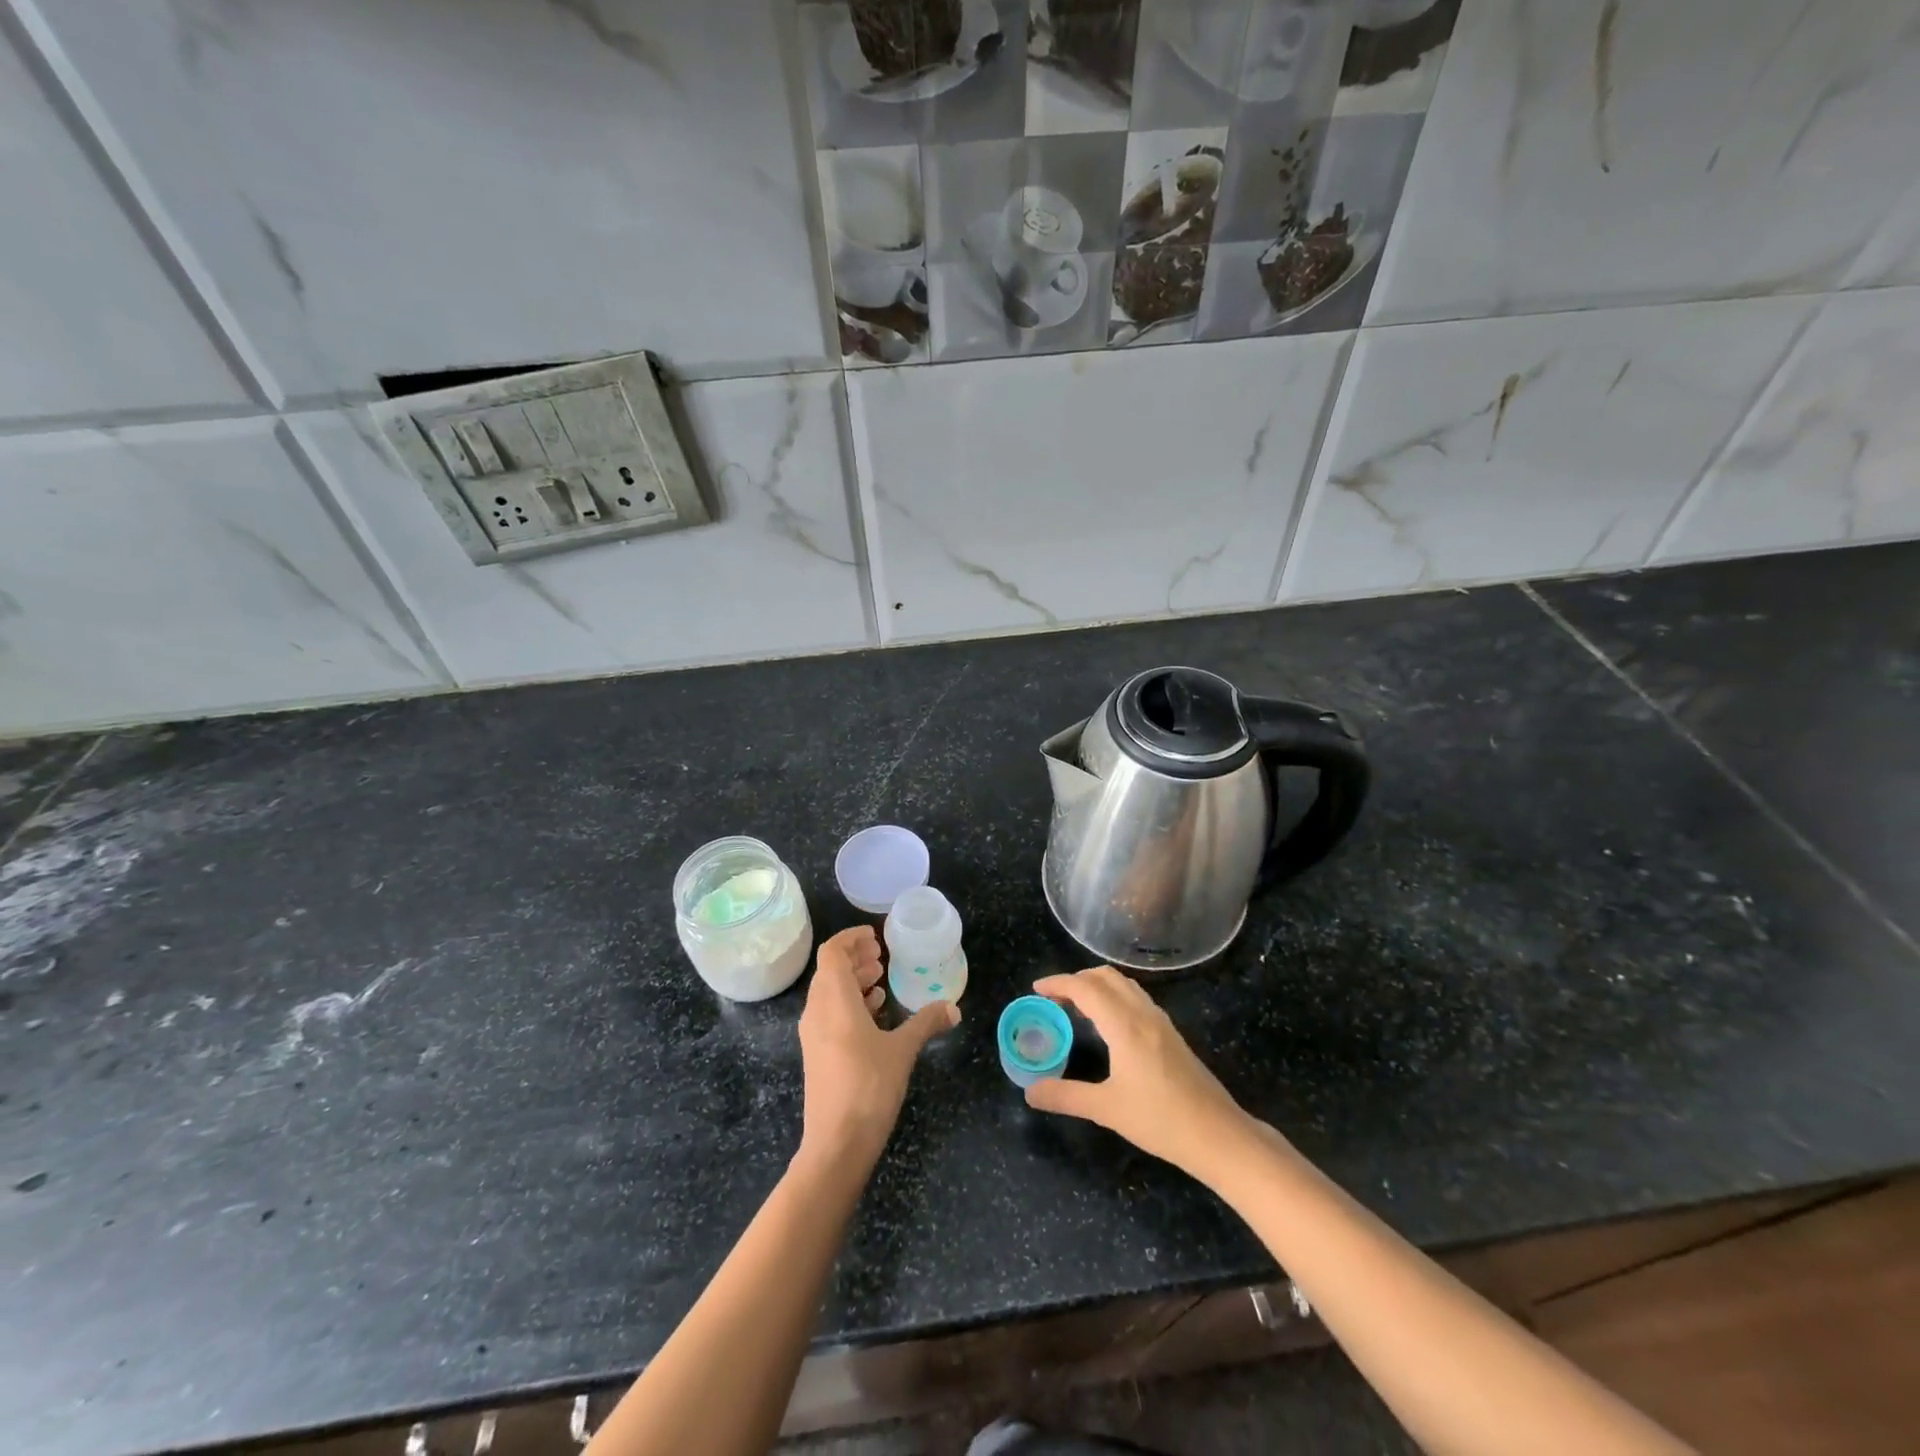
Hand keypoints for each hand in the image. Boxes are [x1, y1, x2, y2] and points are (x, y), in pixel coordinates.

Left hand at [797, 926, 956, 1168]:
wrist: (836, 1144)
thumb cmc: (869, 1086)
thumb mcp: (903, 1050)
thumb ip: (926, 1023)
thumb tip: (953, 1008)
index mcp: (833, 1000)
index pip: (832, 953)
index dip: (851, 938)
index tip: (875, 936)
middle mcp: (816, 1011)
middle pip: (830, 971)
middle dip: (855, 959)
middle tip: (882, 956)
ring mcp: (813, 1035)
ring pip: (829, 994)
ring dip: (853, 981)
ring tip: (881, 981)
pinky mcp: (816, 1055)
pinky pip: (830, 1015)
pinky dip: (850, 1004)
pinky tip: (874, 1014)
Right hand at [1025, 967, 1249, 1178]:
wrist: (1218, 1135)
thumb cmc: (1160, 1120)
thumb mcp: (1106, 1110)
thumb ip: (1066, 1096)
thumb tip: (1030, 1092)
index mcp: (1124, 1024)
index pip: (1086, 988)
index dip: (1058, 983)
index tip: (1036, 990)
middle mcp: (1143, 1013)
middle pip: (1105, 976)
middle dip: (1076, 979)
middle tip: (1053, 998)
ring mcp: (1160, 1021)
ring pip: (1124, 985)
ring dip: (1097, 985)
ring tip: (1075, 1007)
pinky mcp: (1170, 1034)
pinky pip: (1135, 998)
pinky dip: (1113, 996)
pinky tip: (1107, 1024)